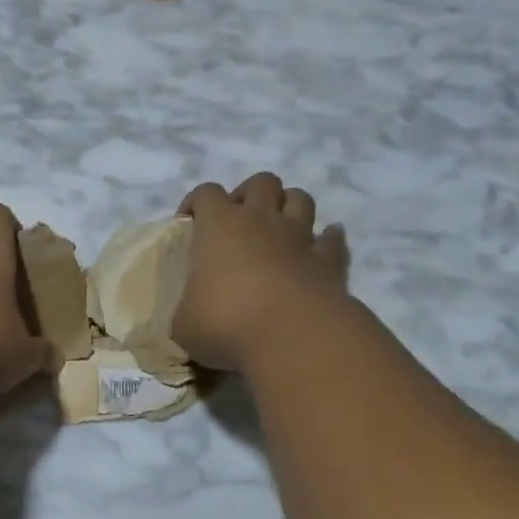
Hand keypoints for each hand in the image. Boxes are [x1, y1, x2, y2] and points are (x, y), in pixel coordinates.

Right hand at [172, 173, 350, 371]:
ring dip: (290, 207)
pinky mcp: (329, 261)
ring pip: (300, 199)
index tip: (190, 224)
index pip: (206, 193)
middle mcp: (261, 220)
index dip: (196, 203)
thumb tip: (191, 317)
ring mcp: (299, 237)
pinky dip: (328, 240)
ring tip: (280, 229)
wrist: (292, 336)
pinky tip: (323, 246)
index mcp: (220, 225)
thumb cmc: (226, 322)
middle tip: (240, 221)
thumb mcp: (185, 325)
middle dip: (250, 194)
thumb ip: (187, 311)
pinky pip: (333, 240)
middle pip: (261, 182)